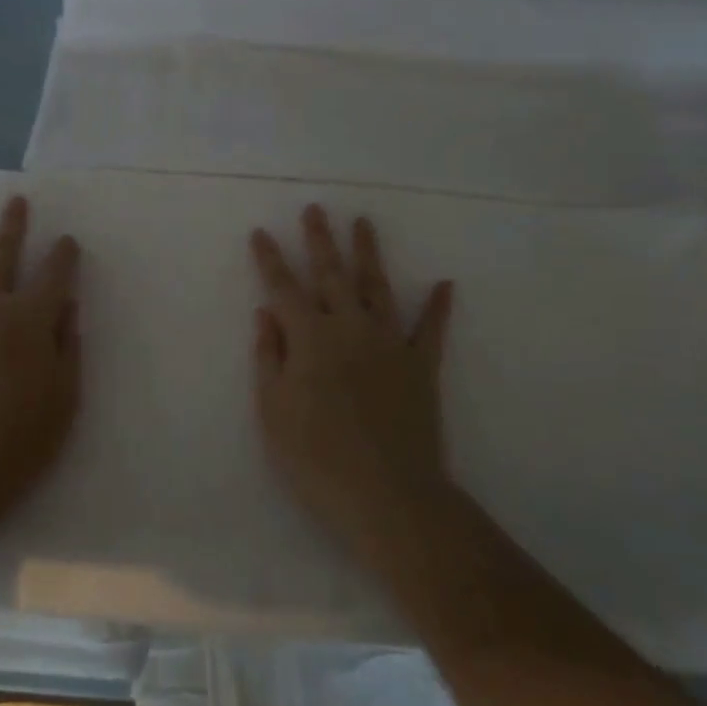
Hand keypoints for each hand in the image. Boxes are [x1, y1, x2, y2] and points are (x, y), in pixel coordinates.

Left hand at [0, 196, 81, 527]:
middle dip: (13, 225)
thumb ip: (67, 346)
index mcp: (29, 320)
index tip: (66, 240)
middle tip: (17, 200)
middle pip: (3, 255)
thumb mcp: (64, 398)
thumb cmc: (17, 442)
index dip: (63, 255)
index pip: (53, 276)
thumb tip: (68, 306)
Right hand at [250, 205, 454, 553]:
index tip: (261, 232)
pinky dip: (438, 306)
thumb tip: (265, 312)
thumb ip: (269, 356)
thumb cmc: (316, 458)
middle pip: (331, 273)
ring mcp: (390, 342)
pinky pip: (431, 329)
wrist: (389, 496)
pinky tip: (445, 284)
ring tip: (363, 223)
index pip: (283, 287)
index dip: (270, 258)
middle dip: (320, 240)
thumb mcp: (273, 411)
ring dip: (369, 253)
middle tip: (315, 209)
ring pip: (377, 286)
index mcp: (309, 337)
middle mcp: (350, 327)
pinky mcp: (421, 365)